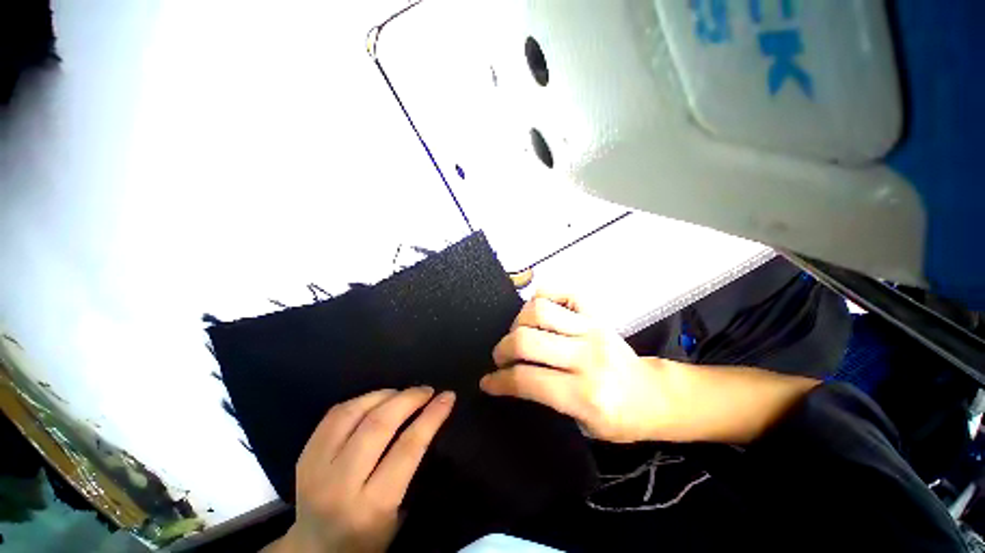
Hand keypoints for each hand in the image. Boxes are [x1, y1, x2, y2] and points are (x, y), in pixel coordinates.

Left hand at [266, 387, 454, 552]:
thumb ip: (410, 468)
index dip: (431, 416)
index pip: (407, 448)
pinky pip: (334, 415)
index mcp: (372, 506)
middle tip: (426, 391)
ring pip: (353, 413)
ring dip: (384, 395)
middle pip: (378, 425)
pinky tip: (375, 399)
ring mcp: (315, 468)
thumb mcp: (398, 514)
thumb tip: (427, 418)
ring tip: (402, 393)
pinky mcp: (303, 456)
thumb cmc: (366, 540)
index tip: (448, 397)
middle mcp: (340, 485)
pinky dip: (360, 400)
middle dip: (409, 399)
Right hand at [481, 291, 819, 444]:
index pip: (527, 380)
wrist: (655, 395)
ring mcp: (592, 329)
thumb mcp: (584, 427)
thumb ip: (546, 401)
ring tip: (518, 334)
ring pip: (540, 310)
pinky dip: (544, 296)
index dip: (499, 380)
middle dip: (503, 349)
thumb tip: (511, 380)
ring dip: (518, 321)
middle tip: (500, 357)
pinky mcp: (596, 315)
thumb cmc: (620, 419)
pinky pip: (564, 292)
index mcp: (586, 394)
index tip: (487, 382)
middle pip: (527, 339)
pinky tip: (538, 312)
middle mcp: (587, 356)